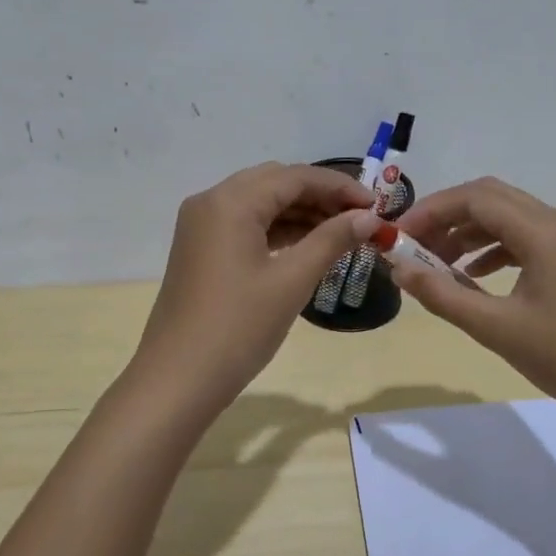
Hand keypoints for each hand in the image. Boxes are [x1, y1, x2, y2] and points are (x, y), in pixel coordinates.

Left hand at [134, 163, 379, 411]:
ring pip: (260, 204)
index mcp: (230, 201)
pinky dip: (278, 230)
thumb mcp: (291, 281)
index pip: (295, 176)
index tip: (377, 206)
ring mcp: (201, 226)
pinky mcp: (201, 249)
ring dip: (301, 214)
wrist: (178, 379)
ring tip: (343, 234)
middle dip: (321, 197)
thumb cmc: (238, 327)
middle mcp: (211, 202)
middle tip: (361, 219)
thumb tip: (369, 218)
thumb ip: (332, 240)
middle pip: (276, 183)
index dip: (339, 187)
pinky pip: (245, 225)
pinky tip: (308, 246)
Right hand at [389, 177, 555, 423]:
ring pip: (506, 217)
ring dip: (467, 232)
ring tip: (434, 262)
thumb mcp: (495, 328)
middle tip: (412, 243)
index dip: (431, 211)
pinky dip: (490, 248)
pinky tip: (470, 275)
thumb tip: (398, 270)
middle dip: (446, 216)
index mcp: (542, 232)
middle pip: (490, 198)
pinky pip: (522, 238)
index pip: (475, 199)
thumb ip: (442, 295)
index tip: (398, 235)